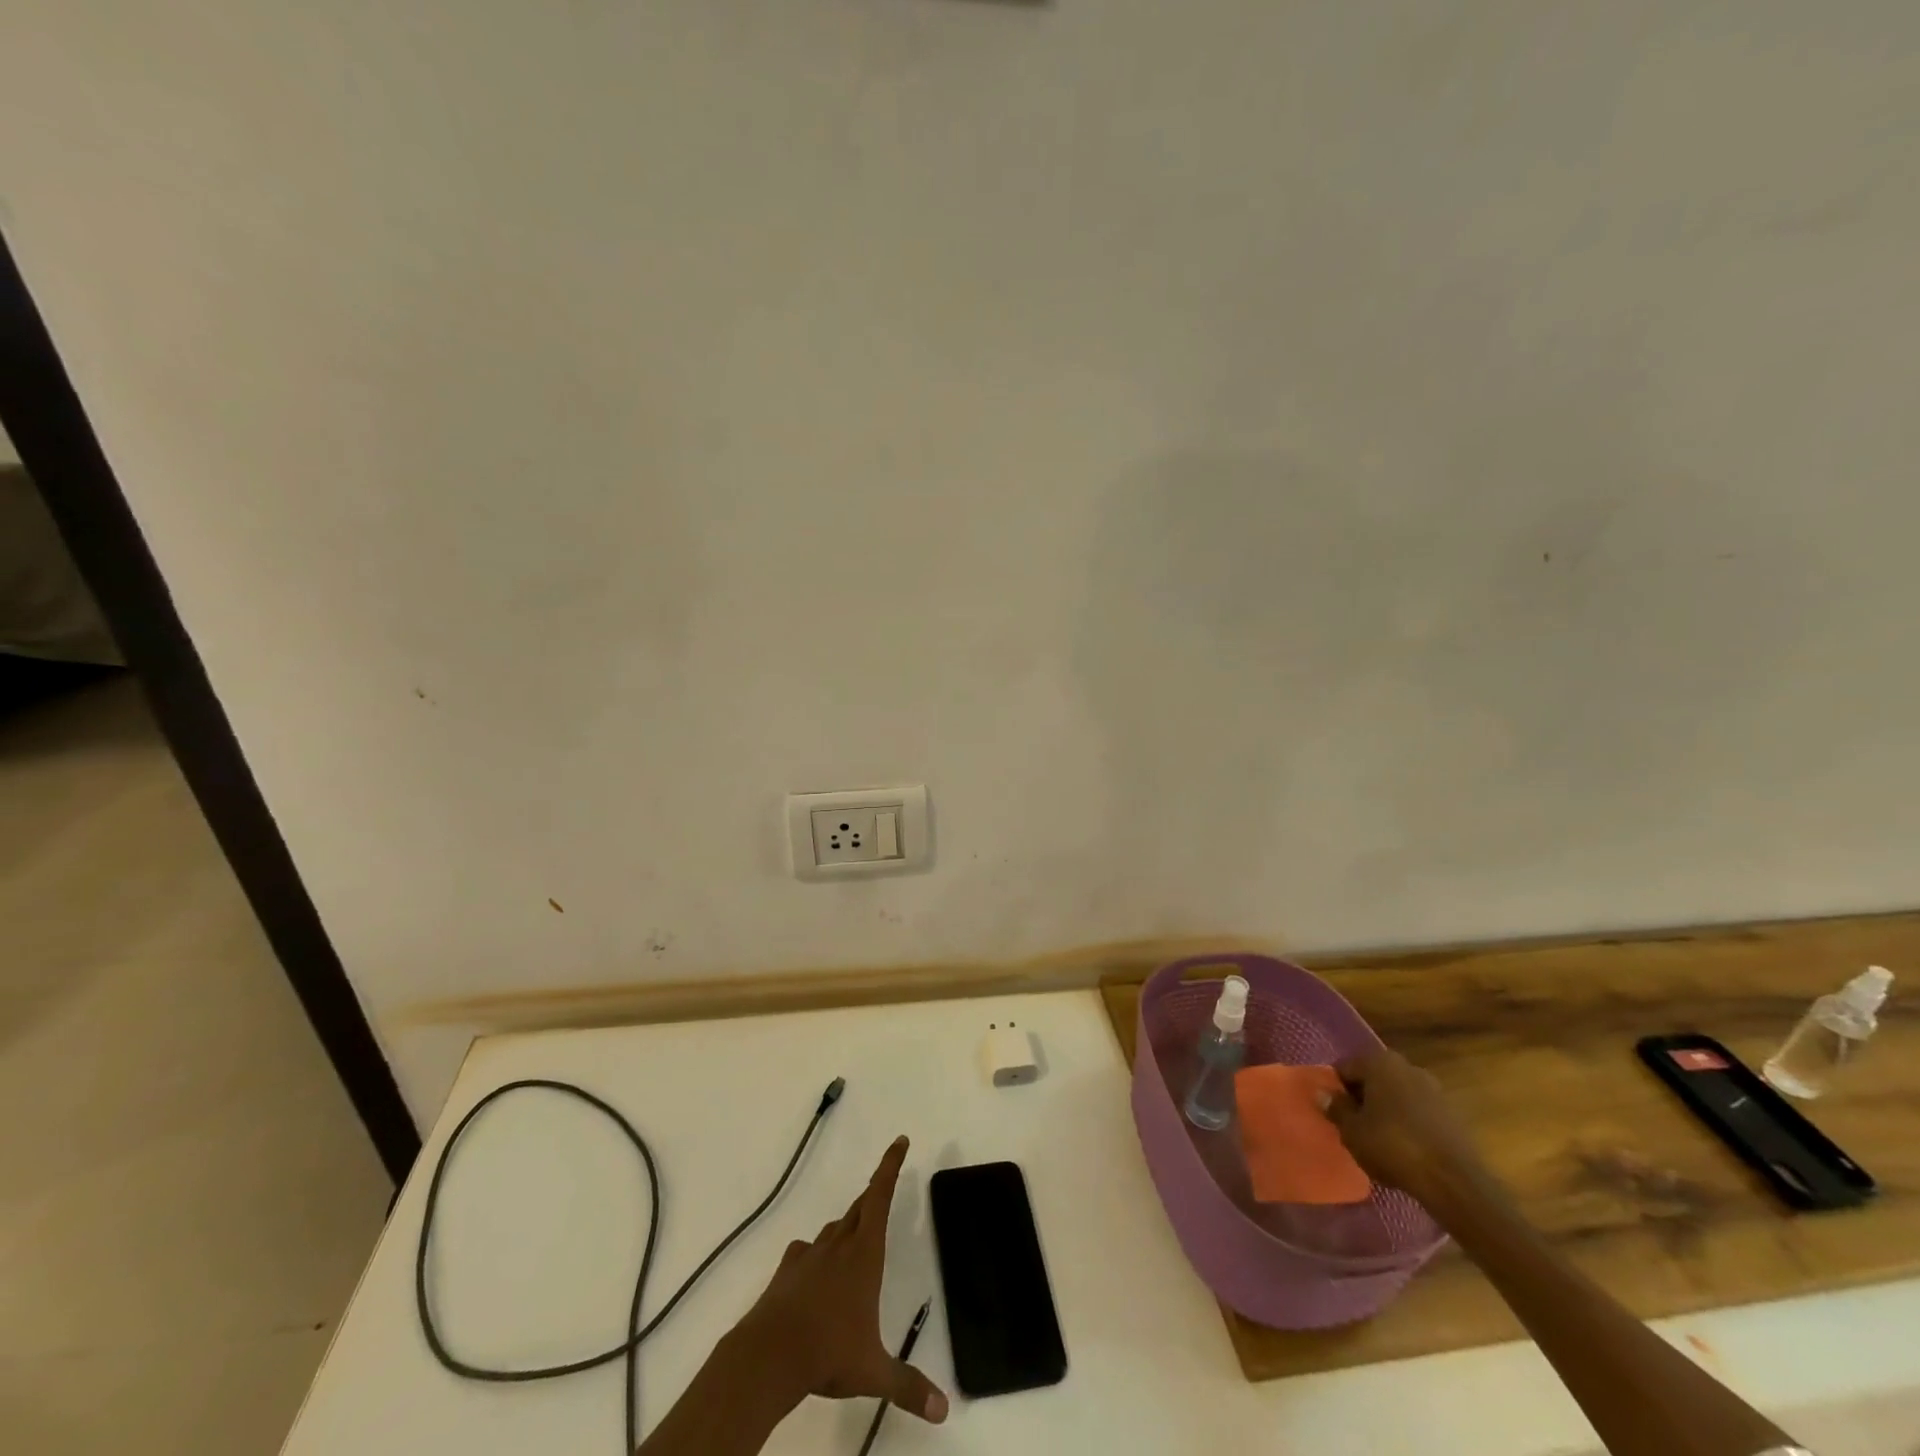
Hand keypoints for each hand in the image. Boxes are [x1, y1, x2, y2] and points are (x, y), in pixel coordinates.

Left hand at [731, 1136, 947, 1425]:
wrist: (769, 1355)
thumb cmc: (828, 1352)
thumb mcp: (873, 1372)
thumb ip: (908, 1387)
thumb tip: (944, 1410)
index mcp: (865, 1254)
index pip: (881, 1197)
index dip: (890, 1166)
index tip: (899, 1140)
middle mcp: (839, 1244)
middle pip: (860, 1207)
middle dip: (874, 1195)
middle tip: (884, 1186)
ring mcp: (810, 1255)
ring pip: (834, 1229)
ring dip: (847, 1228)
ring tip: (854, 1239)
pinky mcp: (787, 1270)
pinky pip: (806, 1251)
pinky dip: (815, 1254)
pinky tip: (814, 1269)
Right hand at [1326, 1048, 1486, 1203]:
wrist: (1454, 1181)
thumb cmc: (1393, 1146)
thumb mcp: (1352, 1131)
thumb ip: (1336, 1109)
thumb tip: (1323, 1093)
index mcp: (1379, 1062)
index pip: (1344, 1068)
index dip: (1335, 1091)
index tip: (1334, 1113)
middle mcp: (1406, 1067)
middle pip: (1372, 1079)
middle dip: (1362, 1099)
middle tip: (1353, 1126)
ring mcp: (1433, 1089)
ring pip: (1396, 1096)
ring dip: (1385, 1111)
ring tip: (1378, 1140)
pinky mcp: (1450, 1113)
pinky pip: (1417, 1112)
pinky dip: (1406, 1123)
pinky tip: (1403, 1148)